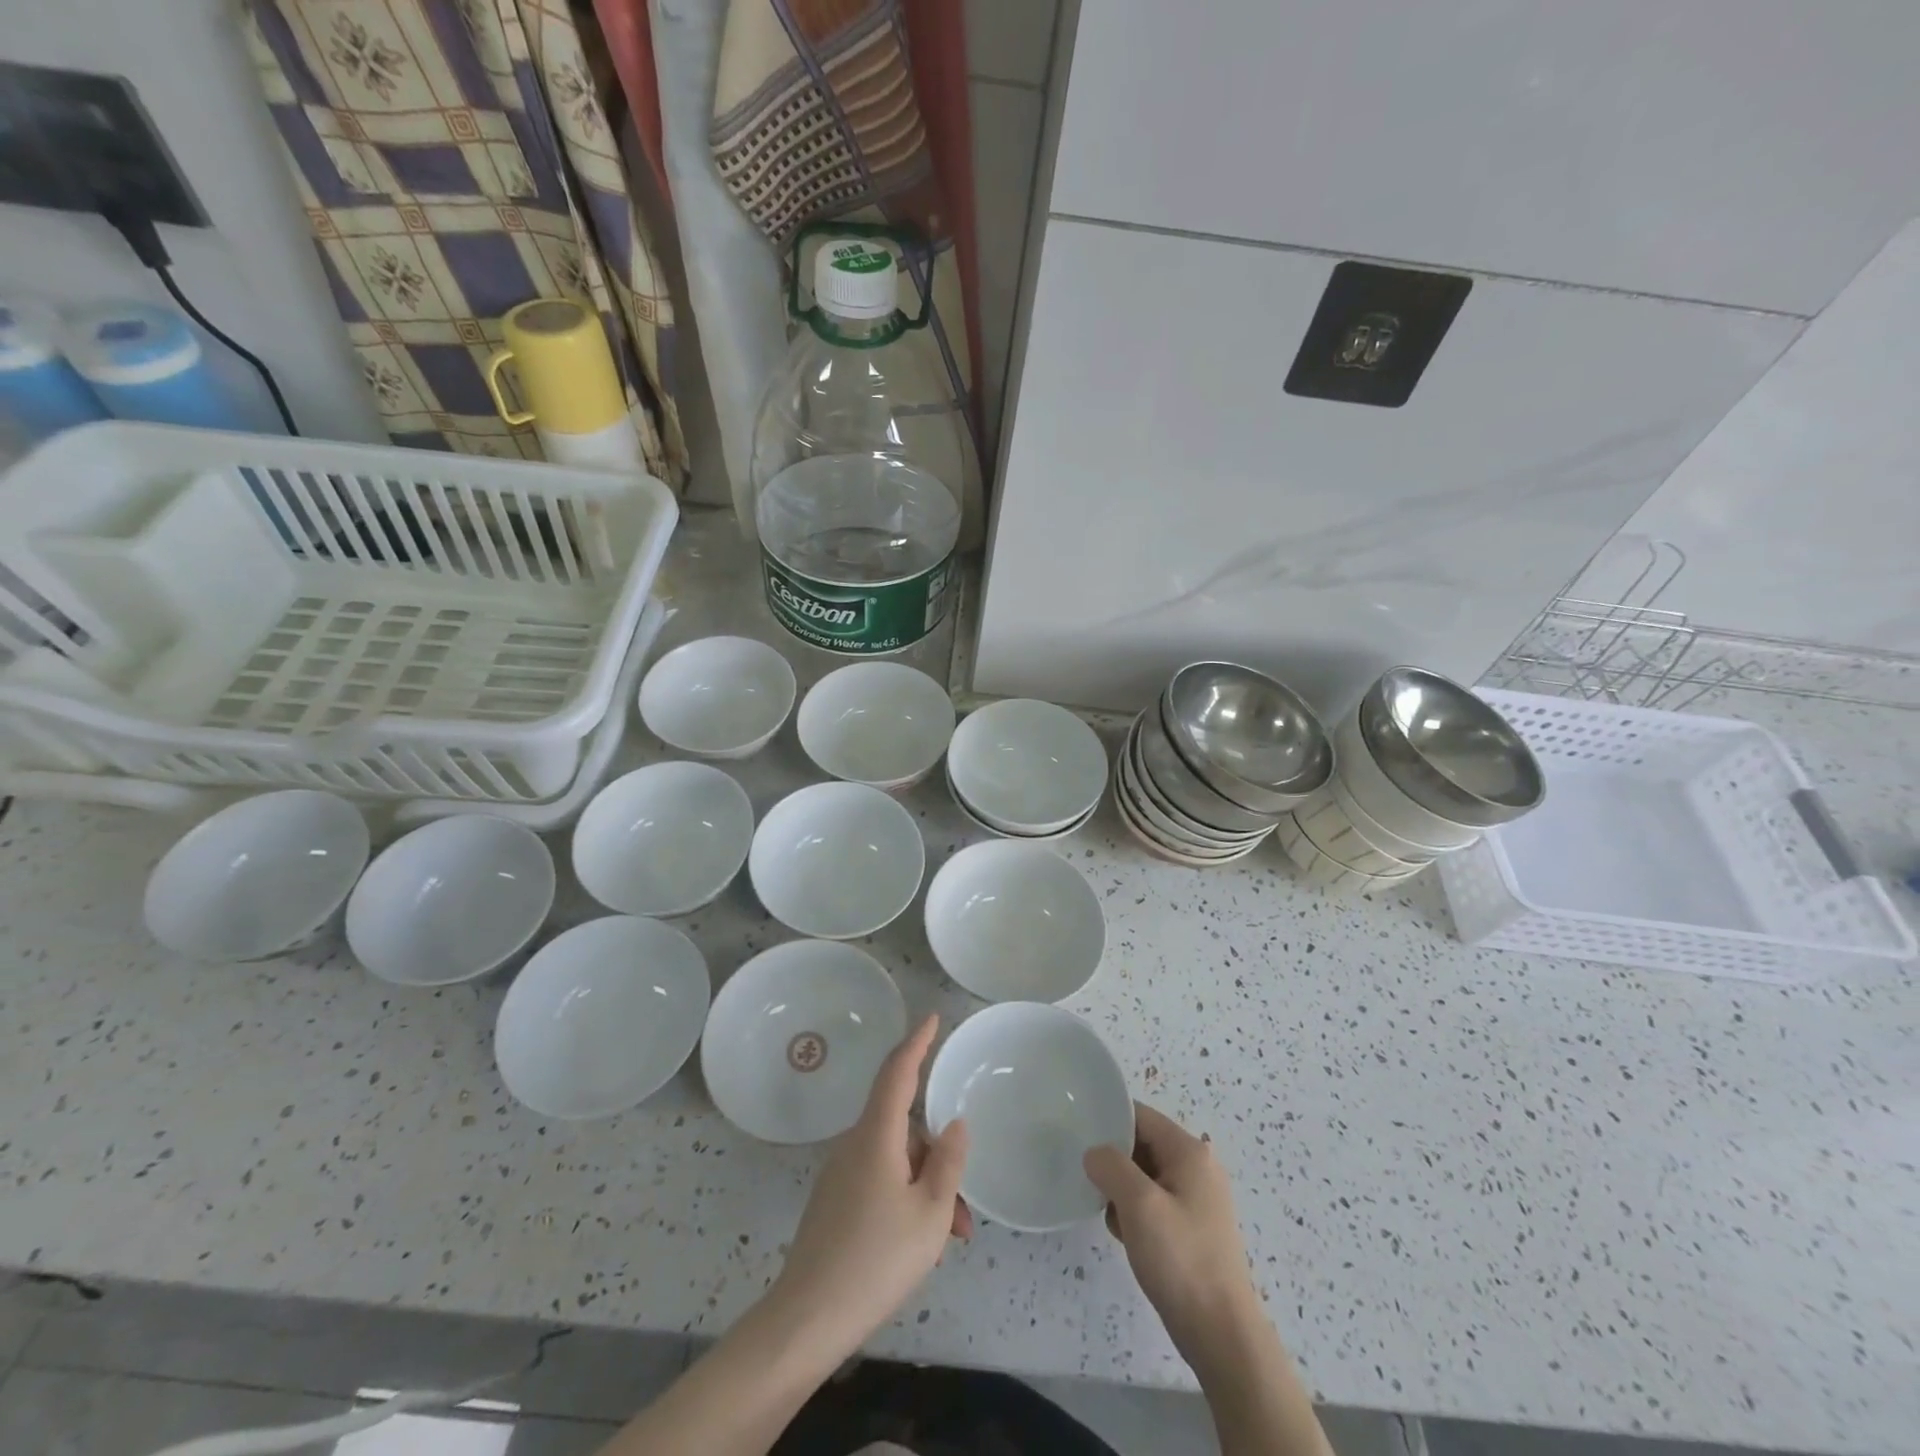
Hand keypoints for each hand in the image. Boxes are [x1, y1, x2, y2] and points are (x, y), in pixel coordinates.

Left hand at [771, 1016, 970, 1355]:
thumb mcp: (930, 1214)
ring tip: (948, 1238)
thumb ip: (947, 1162)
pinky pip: (878, 1179)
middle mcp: (854, 1143)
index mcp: (876, 1135)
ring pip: (895, 1160)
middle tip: (963, 1213)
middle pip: (903, 1127)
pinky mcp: (834, 1200)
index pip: (897, 1072)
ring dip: (925, 1187)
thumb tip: (954, 1125)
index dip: (916, 1042)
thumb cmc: (876, 1260)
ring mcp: (840, 1172)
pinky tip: (918, 1242)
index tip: (932, 1018)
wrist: (807, 1319)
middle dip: (937, 1157)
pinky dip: (905, 1198)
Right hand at [1084, 1102, 1259, 1368]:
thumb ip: (1111, 1166)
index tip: (1079, 1136)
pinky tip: (1125, 1235)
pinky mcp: (1192, 1228)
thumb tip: (1094, 1154)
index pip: (1140, 1116)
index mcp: (1190, 1152)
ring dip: (1122, 1191)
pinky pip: (1154, 1203)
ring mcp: (1197, 1199)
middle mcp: (1197, 1168)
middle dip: (1114, 1162)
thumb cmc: (1181, 1259)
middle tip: (1091, 1181)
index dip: (1109, 1122)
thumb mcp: (1139, 1204)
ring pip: (1145, 1176)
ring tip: (1109, 1214)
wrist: (1221, 1334)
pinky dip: (1135, 1213)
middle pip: (1142, 1144)